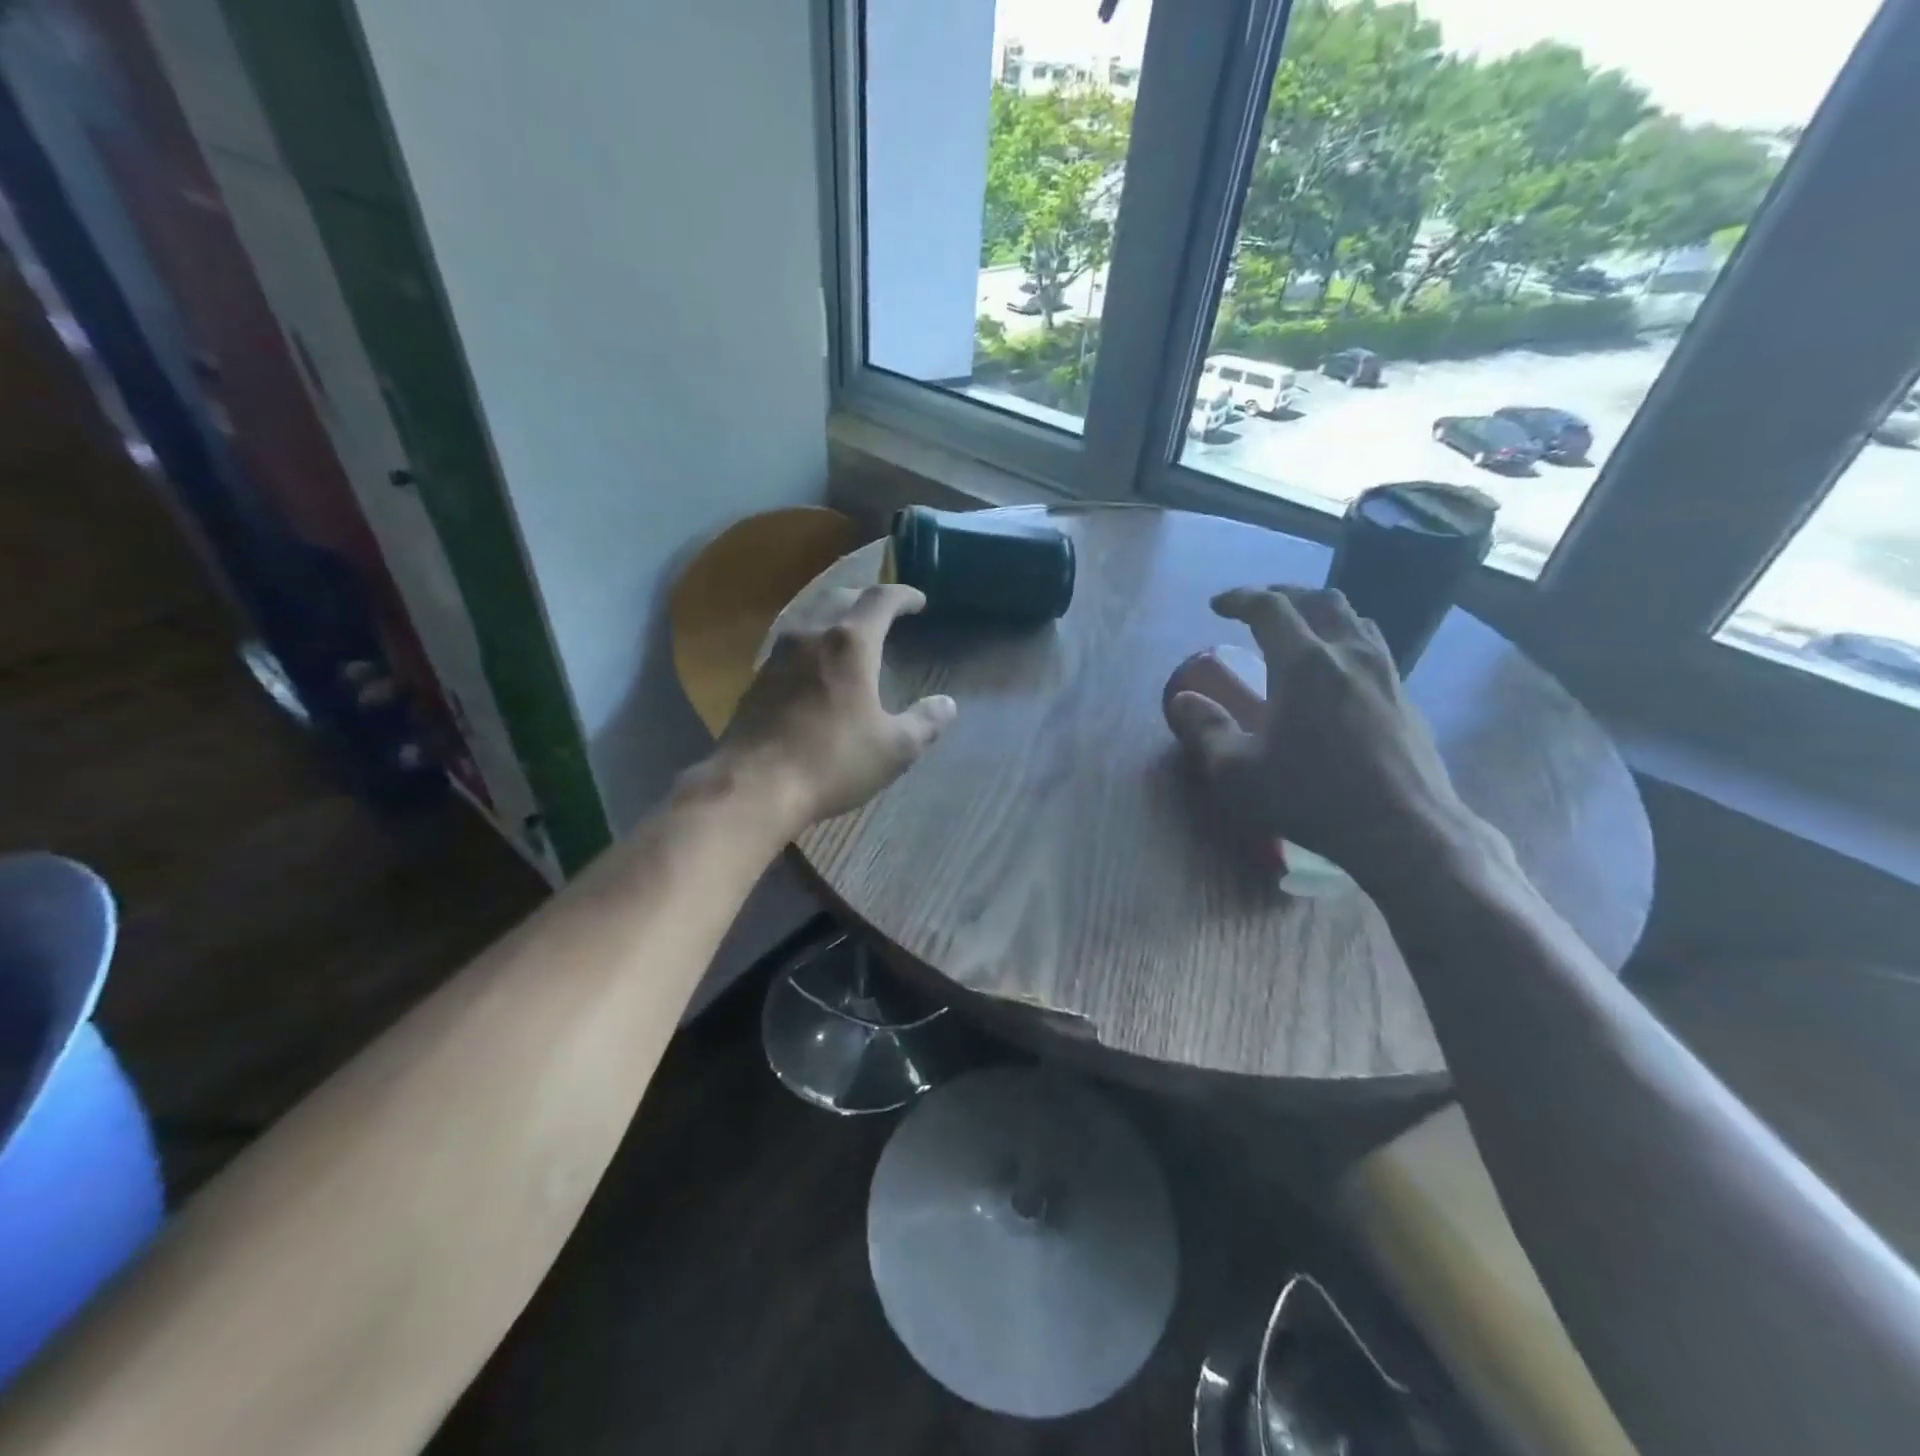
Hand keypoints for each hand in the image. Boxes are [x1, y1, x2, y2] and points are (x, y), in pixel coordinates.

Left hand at [715, 584, 956, 832]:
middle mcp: (810, 636)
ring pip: (809, 617)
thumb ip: (924, 723)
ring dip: (834, 617)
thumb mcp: (893, 749)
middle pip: (840, 598)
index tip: (918, 600)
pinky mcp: (756, 679)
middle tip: (884, 613)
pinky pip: (790, 644)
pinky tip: (815, 667)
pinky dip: (812, 643)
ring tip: (849, 635)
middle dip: (865, 599)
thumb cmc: (832, 761)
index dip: (903, 595)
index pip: (880, 599)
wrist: (753, 786)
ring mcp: (777, 655)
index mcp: (850, 643)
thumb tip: (947, 705)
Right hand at [1165, 585, 1484, 886]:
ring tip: (1301, 632)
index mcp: (1303, 663)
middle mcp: (1347, 654)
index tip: (1218, 606)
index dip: (1240, 598)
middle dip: (1283, 595)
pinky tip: (1337, 673)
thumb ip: (1205, 729)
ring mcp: (1385, 673)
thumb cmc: (1312, 796)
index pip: (1269, 608)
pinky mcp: (1406, 698)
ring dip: (1321, 614)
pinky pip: (1374, 648)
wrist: (1405, 830)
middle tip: (1258, 608)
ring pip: (1354, 619)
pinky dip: (1346, 642)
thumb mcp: (1238, 771)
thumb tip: (1183, 700)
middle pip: (1319, 599)